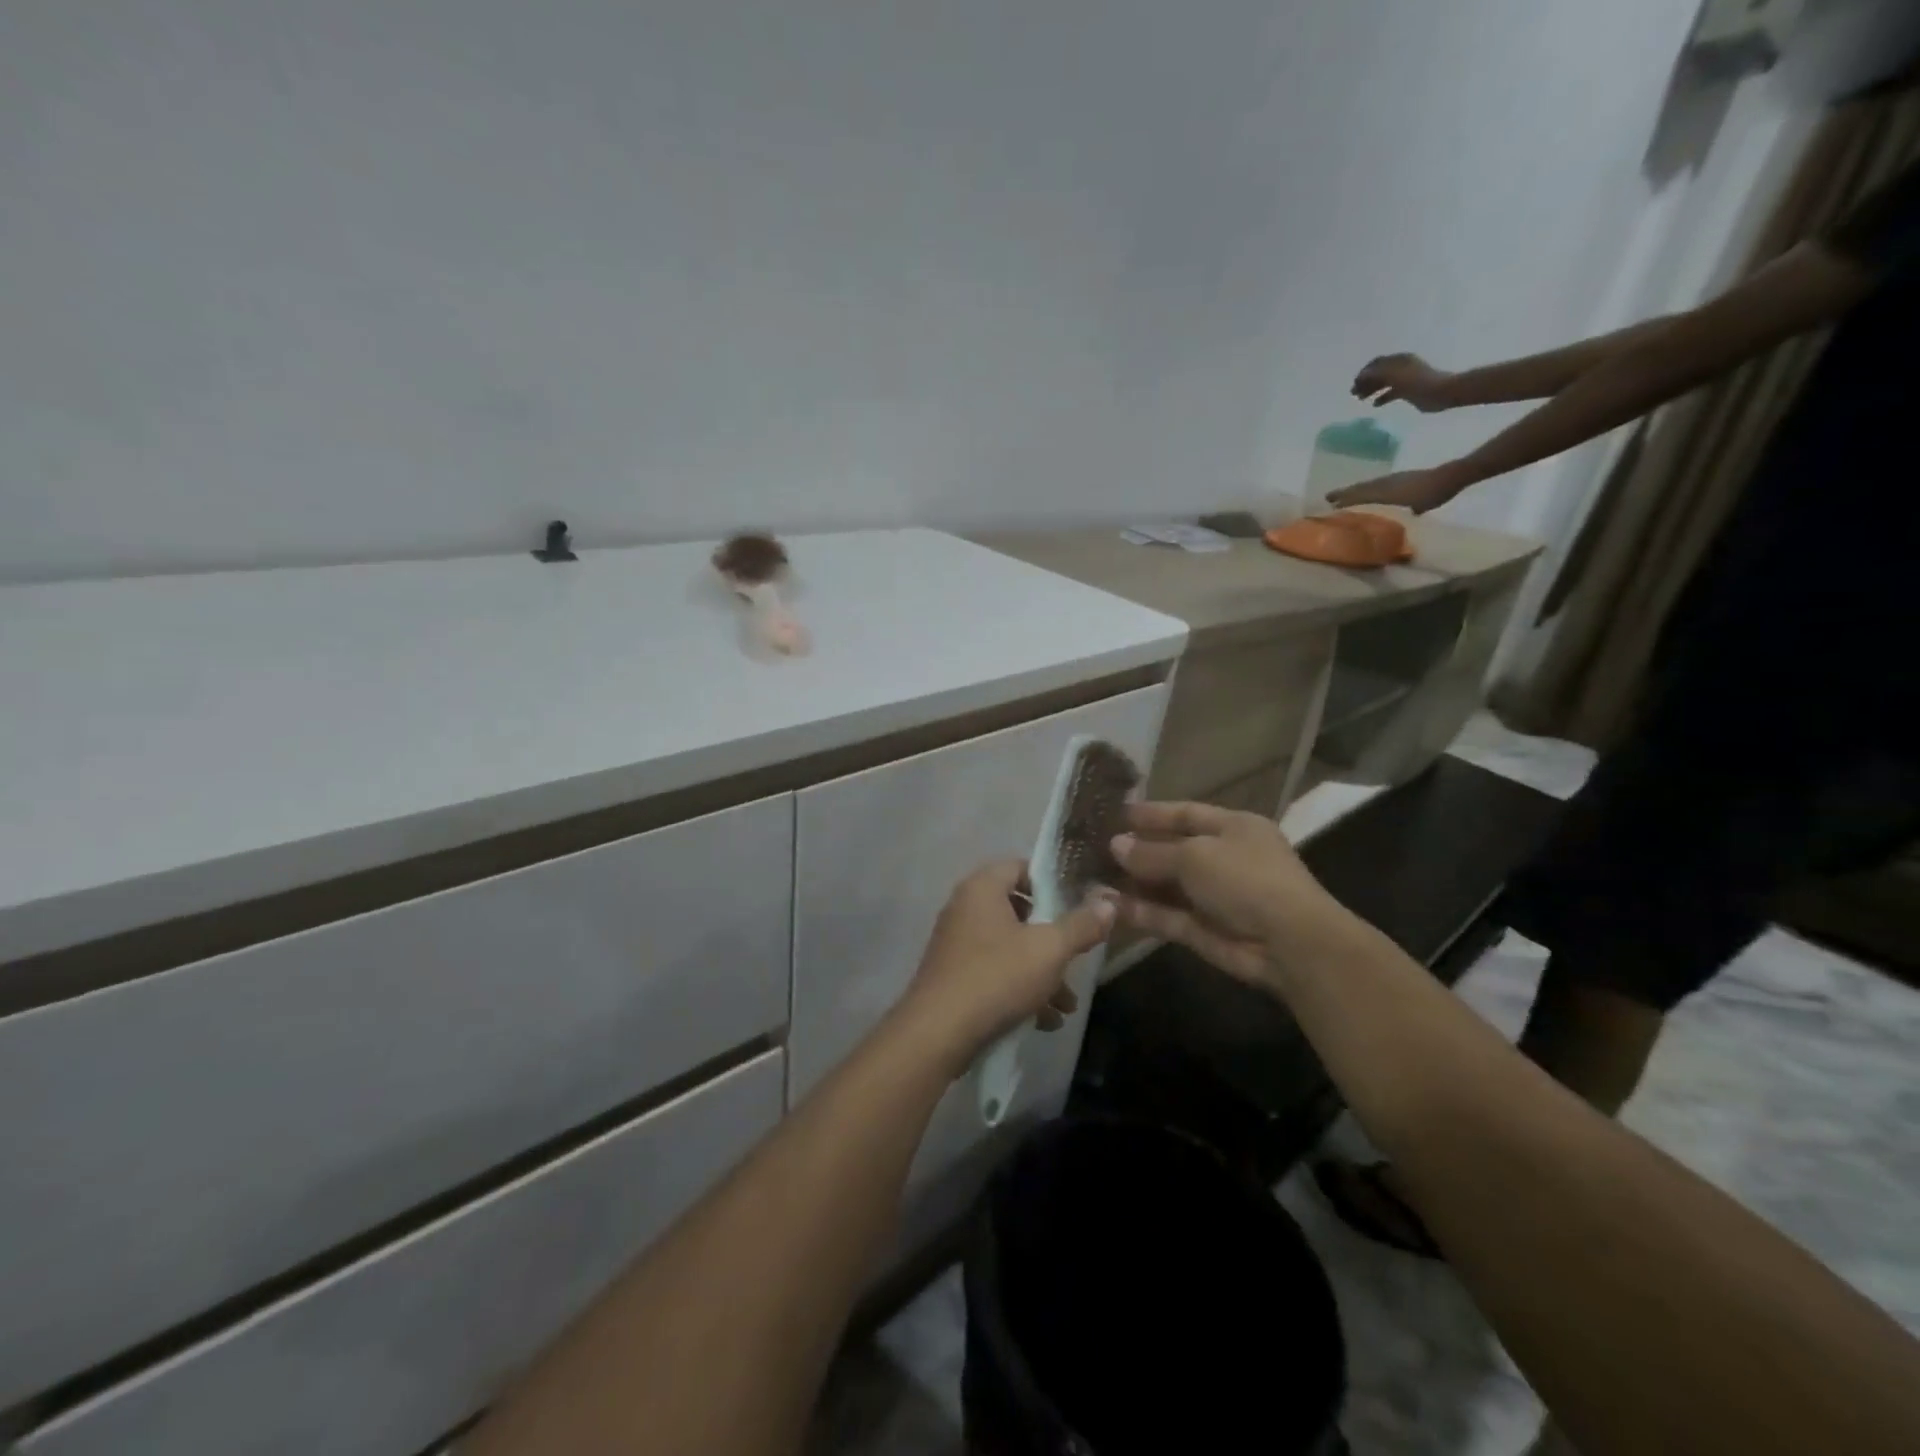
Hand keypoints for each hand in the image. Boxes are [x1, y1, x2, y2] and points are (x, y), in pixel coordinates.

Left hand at [897, 860, 1115, 1073]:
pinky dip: (1019, 990)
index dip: (1051, 883)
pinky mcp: (953, 977)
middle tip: (1075, 958)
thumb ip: (1081, 925)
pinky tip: (1044, 1021)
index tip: (1077, 906)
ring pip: (1009, 948)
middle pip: (1018, 911)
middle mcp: (964, 908)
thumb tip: (1109, 903)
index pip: (1020, 866)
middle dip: (1052, 939)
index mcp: (982, 888)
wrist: (937, 1034)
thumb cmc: (996, 977)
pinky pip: (994, 973)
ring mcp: (956, 944)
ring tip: (1066, 1005)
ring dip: (1041, 973)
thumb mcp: (1049, 950)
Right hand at [1108, 802, 1346, 987]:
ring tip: (1092, 878)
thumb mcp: (1195, 855)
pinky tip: (1109, 905)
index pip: (1186, 814)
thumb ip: (1152, 852)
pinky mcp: (1204, 931)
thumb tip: (1115, 845)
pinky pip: (1167, 916)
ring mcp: (1215, 897)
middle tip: (1094, 849)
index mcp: (1234, 827)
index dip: (1151, 814)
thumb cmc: (1245, 879)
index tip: (1114, 814)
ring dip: (1133, 883)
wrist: (1289, 944)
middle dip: (1136, 851)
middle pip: (1173, 850)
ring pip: (1166, 886)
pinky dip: (1141, 911)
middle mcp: (1225, 859)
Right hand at [1327, 465, 1465, 514]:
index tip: (1325, 505)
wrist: (1451, 477)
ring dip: (1354, 492)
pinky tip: (1368, 496)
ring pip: (1367, 486)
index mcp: (1381, 490)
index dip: (1341, 500)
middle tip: (1327, 500)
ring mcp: (1392, 479)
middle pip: (1358, 489)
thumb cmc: (1430, 494)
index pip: (1355, 495)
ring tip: (1342, 498)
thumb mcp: (1409, 510)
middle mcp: (1382, 483)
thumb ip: (1390, 518)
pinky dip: (1367, 490)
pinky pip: (1376, 485)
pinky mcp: (1400, 480)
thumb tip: (1372, 530)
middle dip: (1343, 495)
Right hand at [1352, 353, 1456, 411]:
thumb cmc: (1417, 382)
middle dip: (1365, 382)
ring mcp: (1405, 379)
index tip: (1354, 384)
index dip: (1364, 373)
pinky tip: (1375, 405)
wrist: (1441, 392)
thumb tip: (1361, 375)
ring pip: (1383, 383)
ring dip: (1371, 390)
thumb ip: (1377, 373)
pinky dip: (1382, 397)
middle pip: (1379, 373)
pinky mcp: (1408, 391)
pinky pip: (1391, 393)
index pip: (1376, 363)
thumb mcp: (1395, 375)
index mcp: (1398, 360)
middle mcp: (1400, 367)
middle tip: (1353, 394)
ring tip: (1361, 400)